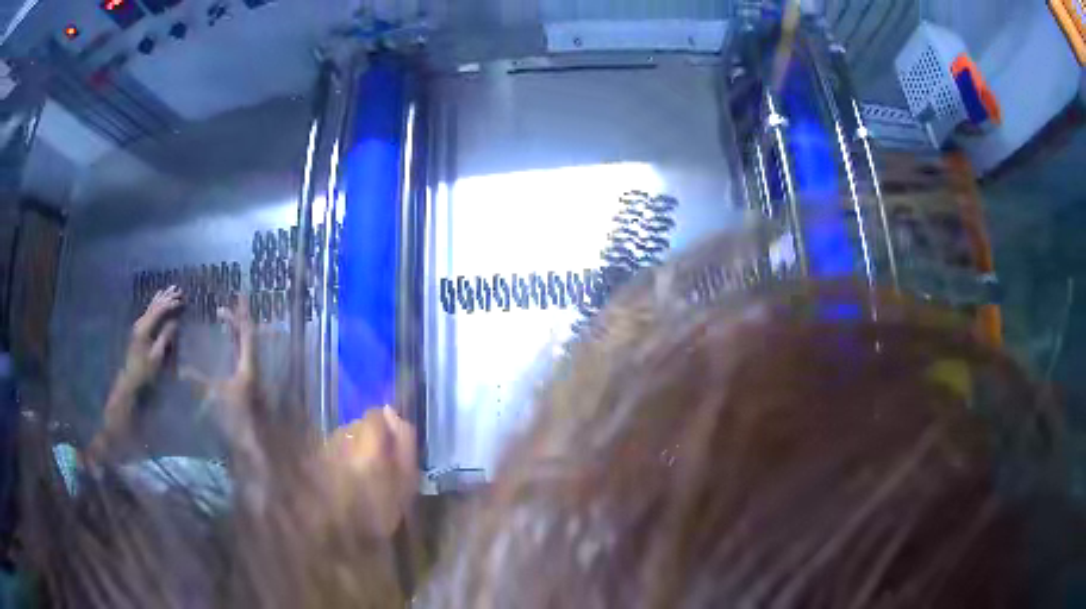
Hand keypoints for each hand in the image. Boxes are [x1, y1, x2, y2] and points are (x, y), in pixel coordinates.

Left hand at [123, 286, 181, 387]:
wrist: (131, 380)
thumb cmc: (145, 371)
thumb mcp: (157, 357)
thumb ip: (165, 337)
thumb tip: (175, 322)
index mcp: (145, 328)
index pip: (159, 310)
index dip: (171, 304)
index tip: (182, 300)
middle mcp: (141, 322)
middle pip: (155, 305)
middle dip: (167, 297)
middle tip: (179, 289)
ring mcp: (139, 325)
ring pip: (151, 306)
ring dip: (162, 298)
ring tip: (170, 289)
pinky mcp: (139, 330)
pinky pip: (149, 311)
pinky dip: (156, 303)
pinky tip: (158, 298)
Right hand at [182, 297, 257, 422]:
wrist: (253, 446)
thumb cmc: (237, 420)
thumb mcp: (216, 398)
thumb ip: (198, 383)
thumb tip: (180, 371)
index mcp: (249, 366)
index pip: (247, 332)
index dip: (242, 314)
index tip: (239, 295)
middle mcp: (253, 368)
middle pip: (247, 338)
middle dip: (236, 321)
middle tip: (223, 307)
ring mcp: (252, 378)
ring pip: (245, 348)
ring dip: (235, 334)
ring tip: (224, 321)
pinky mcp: (248, 387)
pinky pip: (242, 360)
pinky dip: (234, 349)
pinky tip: (227, 349)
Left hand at [326, 406, 418, 537]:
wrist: (341, 535)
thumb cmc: (380, 509)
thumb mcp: (406, 480)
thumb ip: (404, 443)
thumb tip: (393, 412)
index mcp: (367, 443)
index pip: (375, 414)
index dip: (386, 427)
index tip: (393, 446)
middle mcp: (343, 438)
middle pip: (359, 424)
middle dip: (370, 437)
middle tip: (379, 462)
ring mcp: (326, 447)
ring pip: (345, 435)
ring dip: (354, 446)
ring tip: (361, 472)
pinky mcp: (315, 457)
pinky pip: (333, 448)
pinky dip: (341, 457)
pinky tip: (346, 477)